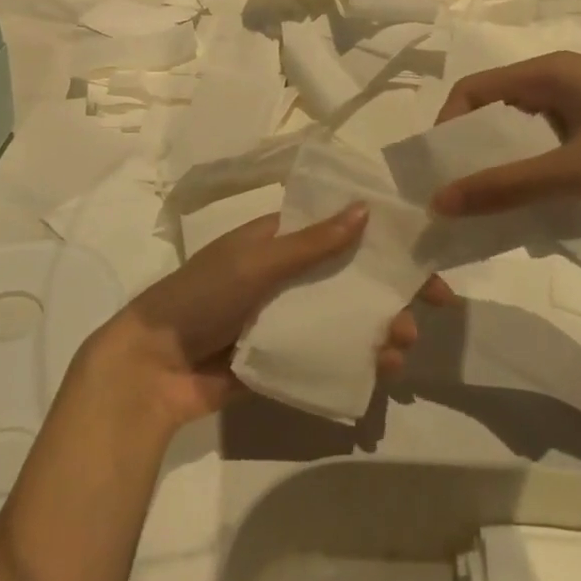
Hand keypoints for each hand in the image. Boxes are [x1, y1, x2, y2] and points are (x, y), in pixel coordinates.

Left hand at [92, 207, 452, 427]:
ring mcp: (285, 320)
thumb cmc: (201, 298)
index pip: (337, 231)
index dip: (380, 240)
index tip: (421, 254)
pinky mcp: (283, 358)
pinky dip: (358, 360)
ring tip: (402, 347)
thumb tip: (365, 209)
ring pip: (344, 319)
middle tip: (428, 309)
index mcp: (276, 242)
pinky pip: (328, 355)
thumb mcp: (254, 263)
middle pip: (349, 278)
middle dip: (388, 292)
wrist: (152, 367)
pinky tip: (382, 371)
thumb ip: (309, 243)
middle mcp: (285, 277)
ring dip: (379, 328)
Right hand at [432, 52, 580, 220]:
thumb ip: (510, 186)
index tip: (440, 168)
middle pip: (498, 113)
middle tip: (458, 194)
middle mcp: (565, 85)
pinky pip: (555, 155)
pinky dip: (537, 178)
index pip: (476, 88)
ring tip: (490, 208)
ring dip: (506, 168)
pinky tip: (534, 210)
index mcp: (553, 72)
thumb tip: (441, 202)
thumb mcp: (580, 166)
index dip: (449, 123)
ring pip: (527, 138)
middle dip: (474, 151)